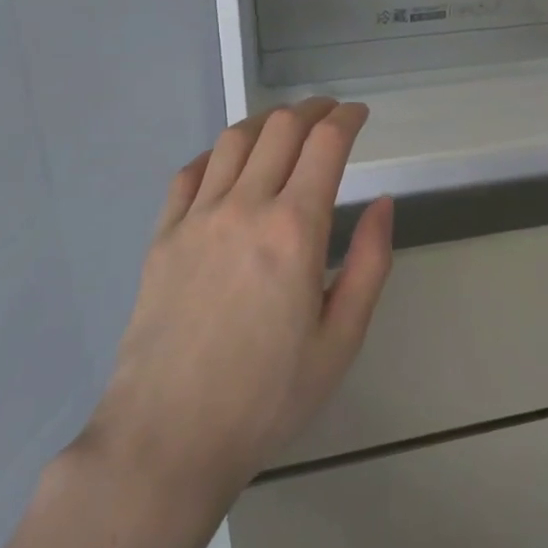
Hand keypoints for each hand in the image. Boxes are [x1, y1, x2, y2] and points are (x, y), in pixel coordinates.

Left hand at [80, 98, 394, 517]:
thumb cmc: (267, 396)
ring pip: (235, 139)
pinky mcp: (163, 235)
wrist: (168, 438)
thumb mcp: (341, 340)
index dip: (348, 118)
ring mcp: (197, 217)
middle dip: (313, 109)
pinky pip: (190, 172)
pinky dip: (218, 153)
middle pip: (281, 127)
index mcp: (295, 229)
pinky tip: (229, 162)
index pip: (326, 143)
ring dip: (267, 121)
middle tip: (330, 113)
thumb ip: (371, 262)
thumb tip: (383, 202)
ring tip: (285, 127)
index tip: (360, 114)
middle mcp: (246, 206)